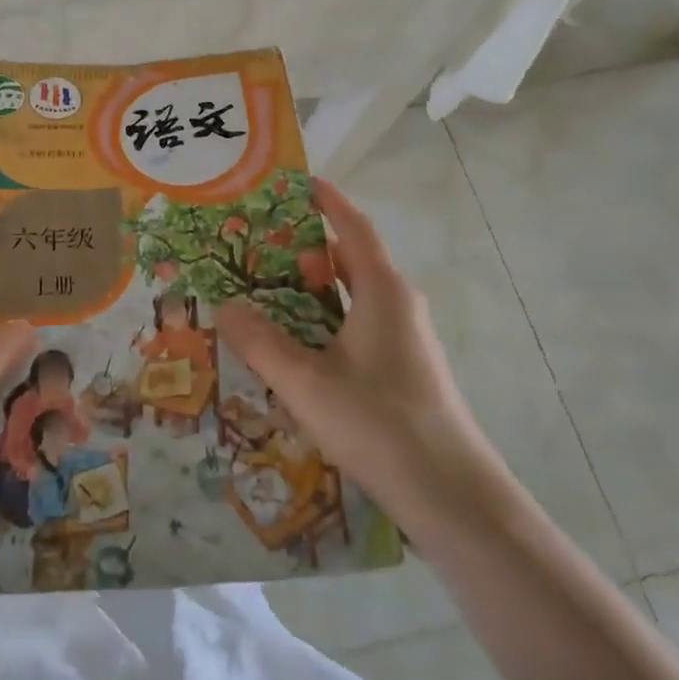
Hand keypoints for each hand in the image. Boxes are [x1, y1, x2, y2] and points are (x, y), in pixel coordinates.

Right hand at [213, 179, 502, 536]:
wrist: (453, 497)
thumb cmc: (378, 423)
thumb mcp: (305, 381)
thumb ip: (259, 341)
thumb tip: (225, 306)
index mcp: (382, 290)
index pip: (353, 228)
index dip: (327, 201)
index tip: (297, 182)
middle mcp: (397, 304)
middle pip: (349, 260)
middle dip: (305, 247)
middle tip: (256, 244)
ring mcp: (404, 339)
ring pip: (352, 297)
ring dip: (312, 289)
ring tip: (264, 290)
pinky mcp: (403, 370)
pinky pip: (357, 326)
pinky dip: (324, 320)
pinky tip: (294, 346)